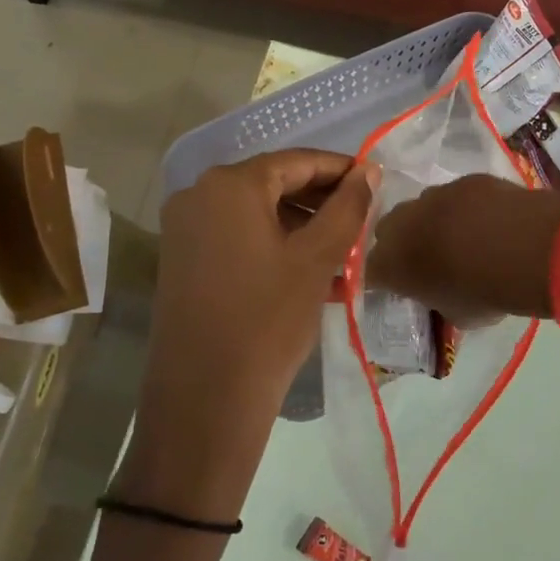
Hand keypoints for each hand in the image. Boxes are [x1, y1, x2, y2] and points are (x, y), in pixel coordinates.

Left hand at [120, 150, 376, 520]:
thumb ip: (347, 207)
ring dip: (303, 228)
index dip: (341, 169)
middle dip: (322, 202)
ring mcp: (186, 229)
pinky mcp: (183, 260)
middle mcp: (199, 195)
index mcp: (229, 184)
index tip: (376, 182)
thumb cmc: (268, 319)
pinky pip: (239, 237)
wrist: (205, 399)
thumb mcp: (317, 259)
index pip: (296, 162)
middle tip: (363, 222)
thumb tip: (369, 170)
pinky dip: (276, 246)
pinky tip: (312, 272)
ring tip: (345, 254)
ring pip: (258, 214)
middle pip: (274, 184)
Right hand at [369, 174, 559, 323]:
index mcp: (392, 264)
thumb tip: (441, 293)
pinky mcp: (464, 180)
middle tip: (427, 259)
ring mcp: (434, 195)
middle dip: (402, 243)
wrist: (528, 249)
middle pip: (387, 231)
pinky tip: (487, 221)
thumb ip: (437, 300)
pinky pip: (453, 195)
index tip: (400, 285)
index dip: (384, 277)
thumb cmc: (487, 292)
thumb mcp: (456, 315)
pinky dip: (463, 207)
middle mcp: (402, 224)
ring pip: (420, 207)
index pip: (370, 270)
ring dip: (431, 221)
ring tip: (460, 238)